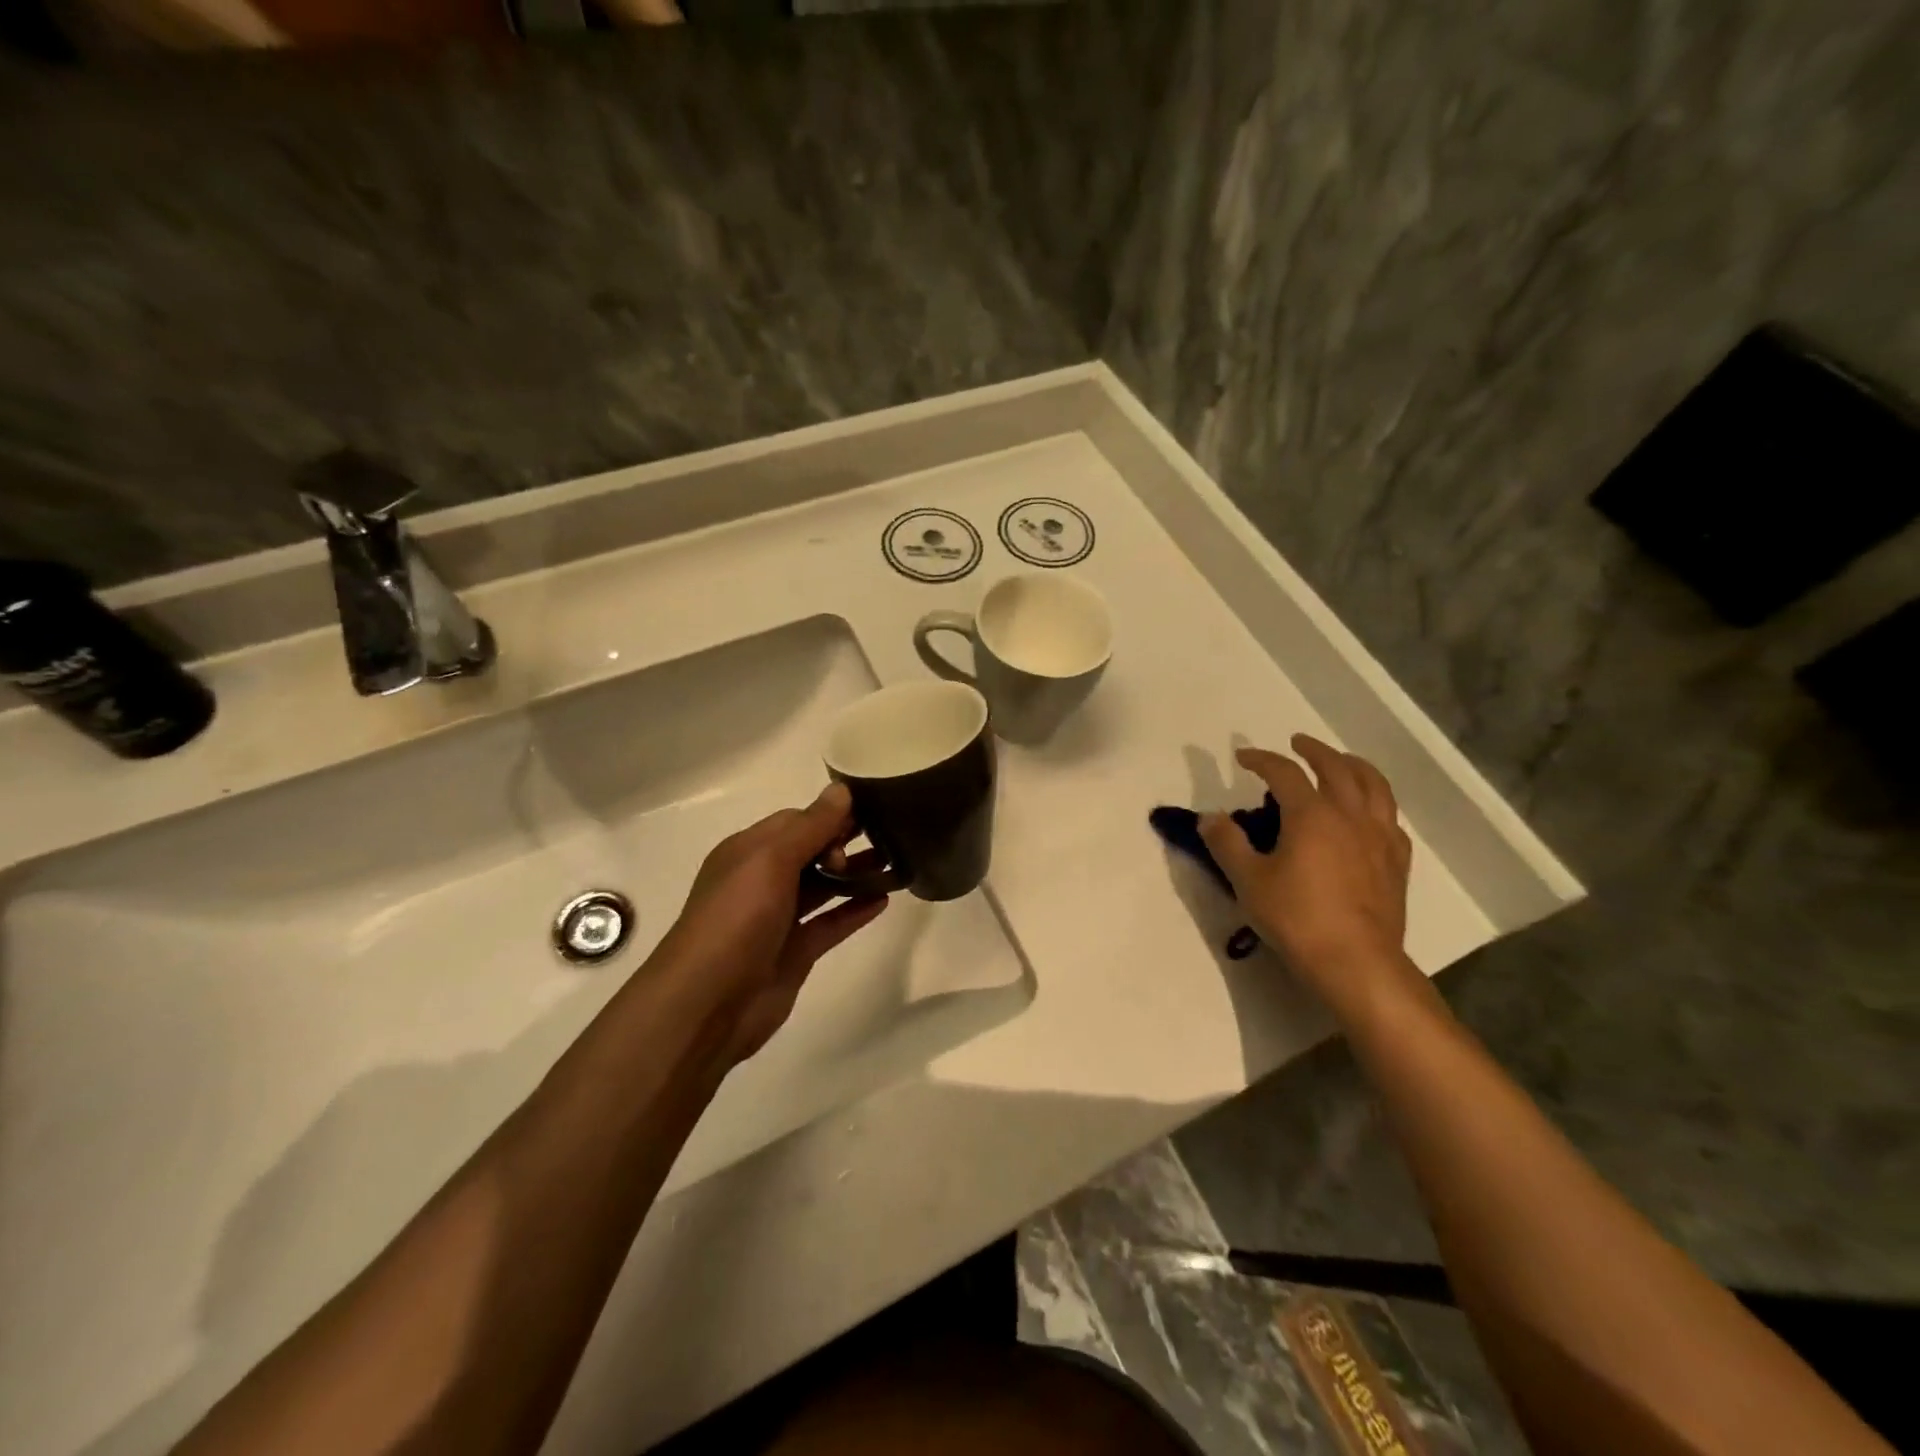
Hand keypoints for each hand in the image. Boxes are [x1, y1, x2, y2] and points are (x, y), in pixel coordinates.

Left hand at [655, 783, 888, 1065]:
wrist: (707, 1004)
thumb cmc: (736, 919)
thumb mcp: (771, 861)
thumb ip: (810, 826)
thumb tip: (842, 790)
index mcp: (748, 852)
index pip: (795, 821)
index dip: (829, 816)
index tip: (869, 814)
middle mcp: (762, 881)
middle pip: (810, 851)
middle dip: (845, 842)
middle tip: (888, 837)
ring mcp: (779, 918)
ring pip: (823, 887)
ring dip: (855, 874)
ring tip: (896, 862)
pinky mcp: (795, 952)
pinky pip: (830, 923)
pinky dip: (855, 911)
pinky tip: (884, 900)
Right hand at [1200, 735, 1415, 1014]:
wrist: (1355, 961)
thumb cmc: (1296, 917)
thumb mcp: (1248, 880)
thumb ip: (1226, 843)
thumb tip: (1209, 816)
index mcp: (1311, 814)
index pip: (1284, 772)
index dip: (1261, 759)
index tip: (1242, 757)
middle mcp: (1349, 815)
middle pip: (1337, 767)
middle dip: (1314, 750)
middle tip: (1297, 743)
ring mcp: (1379, 836)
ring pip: (1374, 785)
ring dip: (1354, 765)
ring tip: (1342, 762)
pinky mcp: (1396, 861)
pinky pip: (1390, 818)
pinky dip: (1376, 803)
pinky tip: (1368, 813)